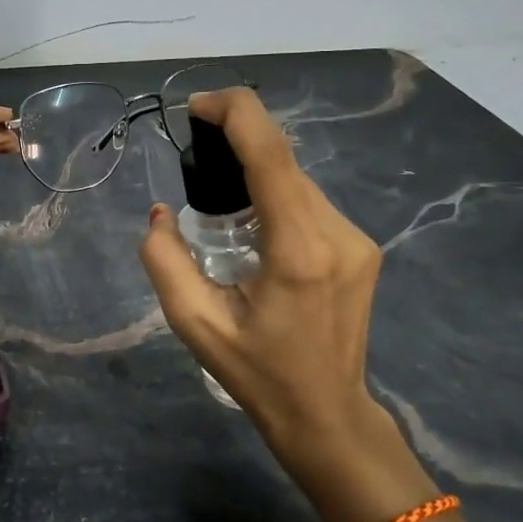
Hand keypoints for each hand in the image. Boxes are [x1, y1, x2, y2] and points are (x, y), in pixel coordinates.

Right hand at [138, 87, 433, 521]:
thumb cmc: (258, 374)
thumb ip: (165, 260)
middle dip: (237, 142)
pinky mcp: (362, 246)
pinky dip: (276, 195)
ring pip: (297, 178)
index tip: (196, 107)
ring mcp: (357, 238)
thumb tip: (161, 213)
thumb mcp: (195, 323)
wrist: (327, 414)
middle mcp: (337, 232)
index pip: (271, 153)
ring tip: (220, 208)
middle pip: (284, 160)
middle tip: (195, 158)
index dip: (235, 113)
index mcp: (298, 249)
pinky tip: (253, 228)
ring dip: (256, 173)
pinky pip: (309, 200)